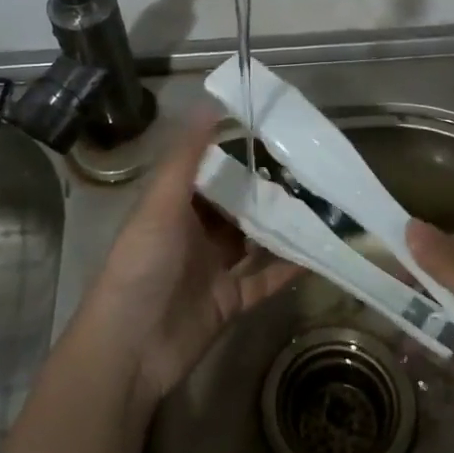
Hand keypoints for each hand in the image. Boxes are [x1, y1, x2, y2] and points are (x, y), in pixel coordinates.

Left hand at [77, 113, 299, 405]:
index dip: (237, 156)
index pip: (209, 174)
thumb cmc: (142, 265)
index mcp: (174, 208)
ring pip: (255, 241)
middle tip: (309, 170)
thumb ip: (187, 156)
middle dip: (267, 191)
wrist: (131, 349)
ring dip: (282, 226)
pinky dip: (289, 267)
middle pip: (236, 207)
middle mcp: (195, 235)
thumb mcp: (161, 202)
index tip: (274, 136)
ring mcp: (214, 269)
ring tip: (322, 203)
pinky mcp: (231, 301)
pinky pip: (266, 279)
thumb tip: (210, 104)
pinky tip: (319, 251)